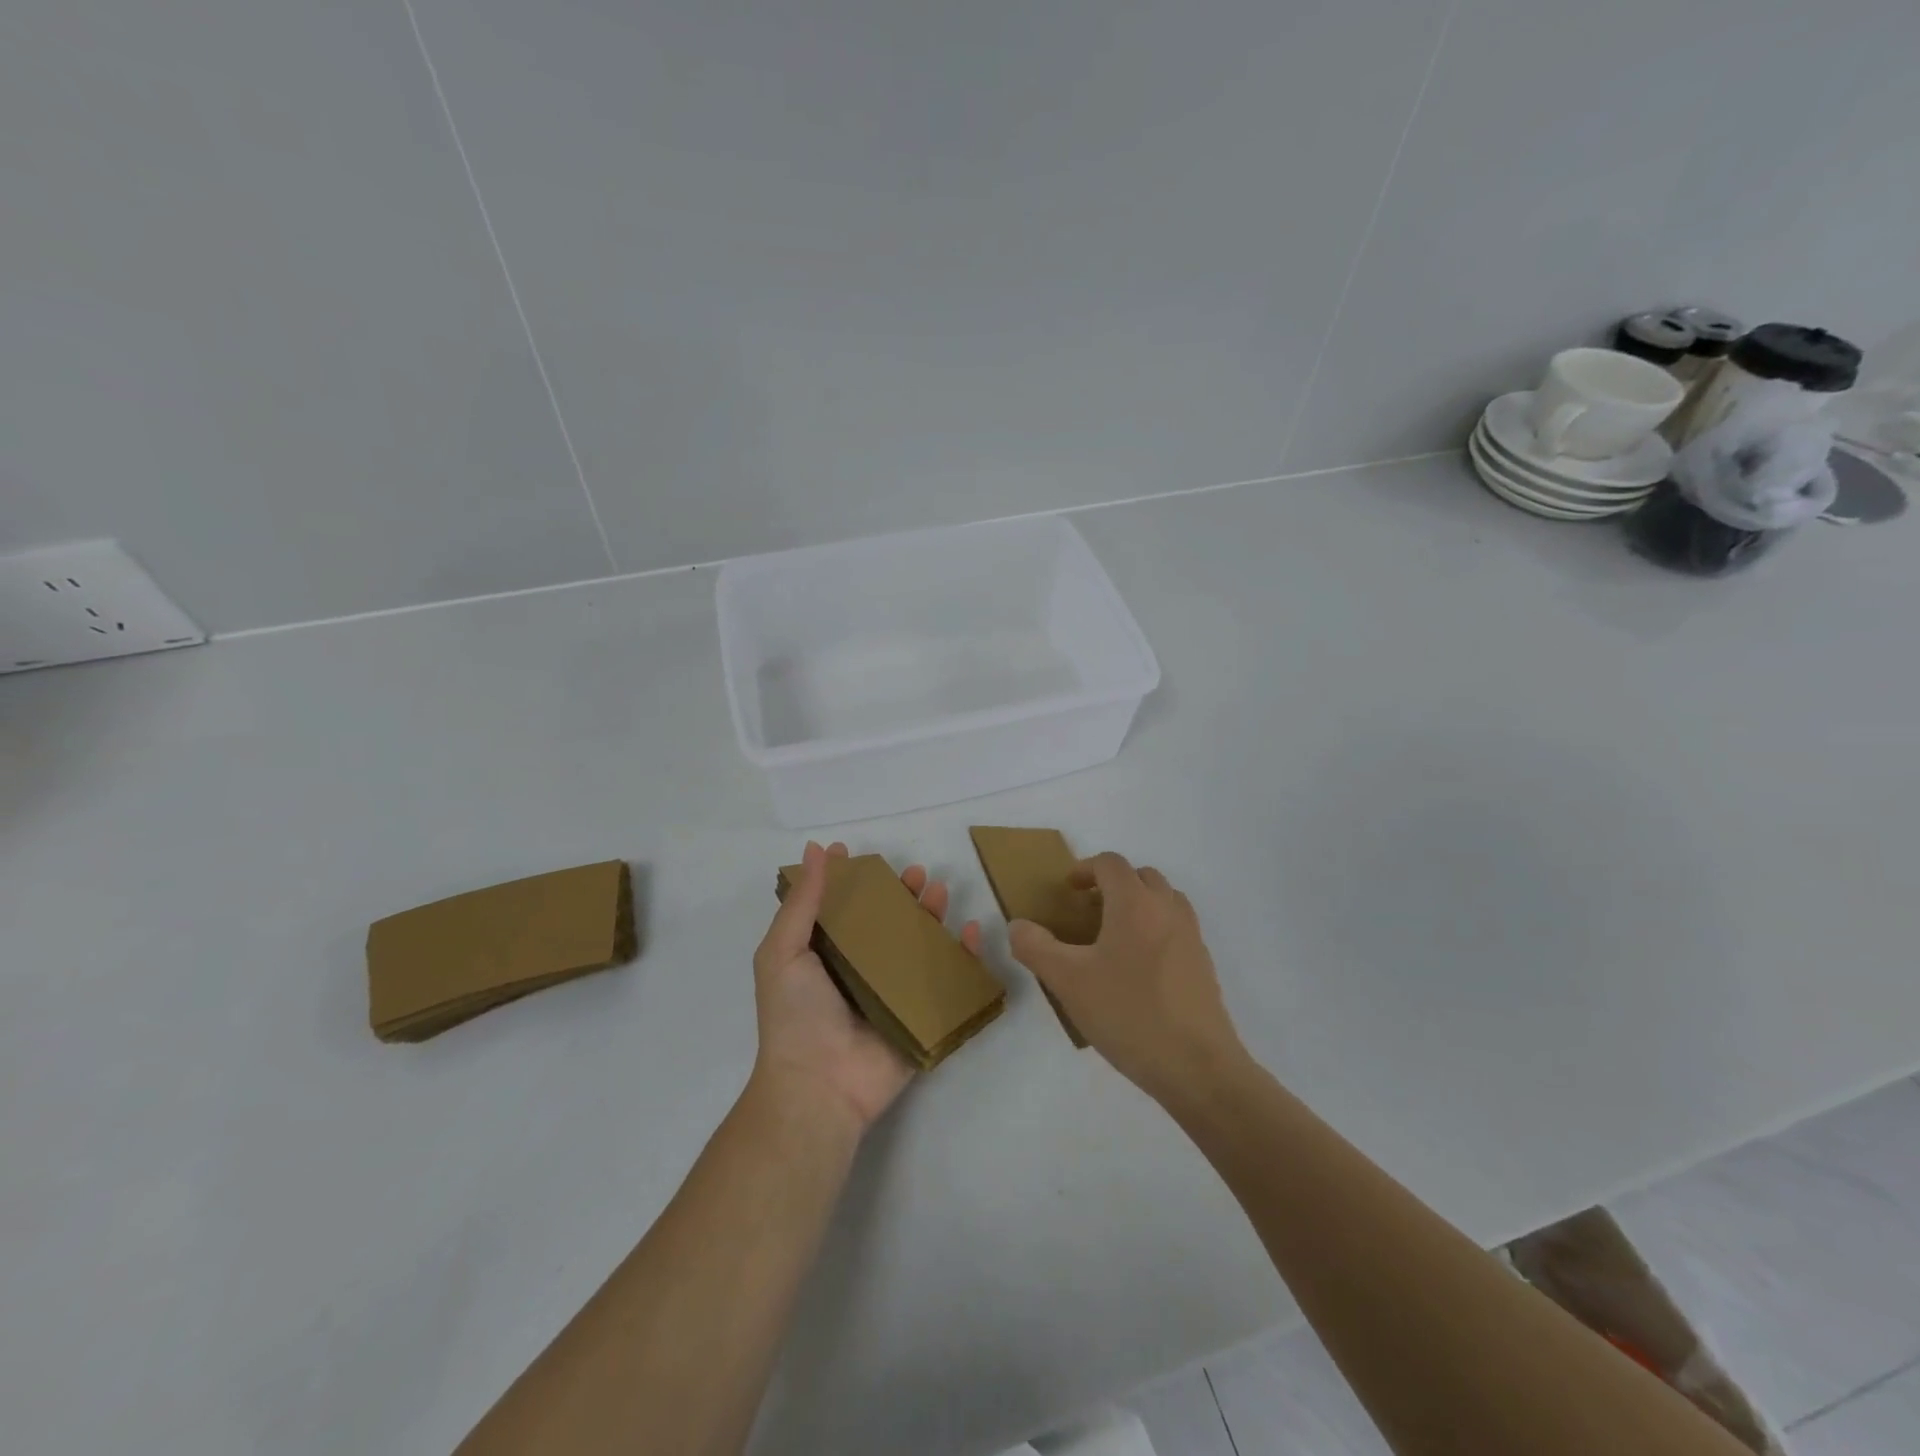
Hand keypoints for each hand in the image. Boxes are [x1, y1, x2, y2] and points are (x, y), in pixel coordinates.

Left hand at [751, 840, 982, 1134]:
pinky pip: (947, 981)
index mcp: (825, 956)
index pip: (840, 909)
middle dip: (900, 895)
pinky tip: (970, 931)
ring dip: (931, 916)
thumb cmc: (796, 1015)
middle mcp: (859, 970)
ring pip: (918, 946)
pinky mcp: (921, 1016)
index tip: (854, 853)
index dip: (849, 881)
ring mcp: (893, 994)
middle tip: (915, 873)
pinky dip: (964, 956)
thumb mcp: (783, 951)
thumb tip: (814, 850)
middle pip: (885, 923)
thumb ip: (802, 902)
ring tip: (940, 891)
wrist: (819, 1086)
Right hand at [1009, 852, 1245, 1107]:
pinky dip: (1156, 929)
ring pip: (1164, 900)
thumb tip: (1017, 925)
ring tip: (1113, 936)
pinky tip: (1138, 969)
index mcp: (1135, 903)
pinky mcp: (1203, 964)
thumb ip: (1035, 947)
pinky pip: (1177, 928)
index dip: (1085, 869)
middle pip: (1141, 876)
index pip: (1110, 864)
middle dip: (1113, 884)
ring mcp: (1191, 936)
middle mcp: (1167, 909)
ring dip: (1138, 904)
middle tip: (1088, 910)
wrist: (1197, 1066)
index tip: (1068, 890)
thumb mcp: (1067, 981)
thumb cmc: (1128, 1013)